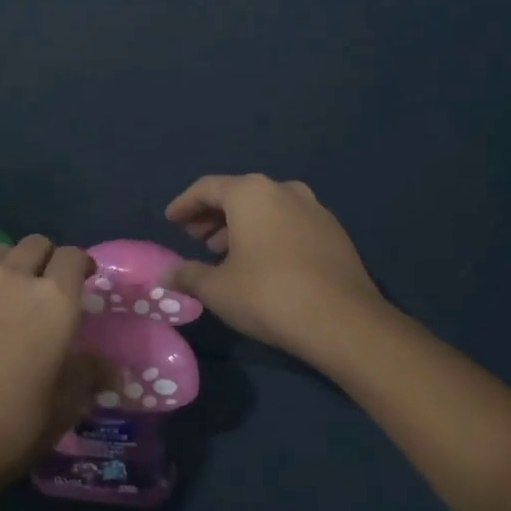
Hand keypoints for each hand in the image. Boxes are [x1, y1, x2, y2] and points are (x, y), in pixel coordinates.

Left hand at [0, 235, 108, 490]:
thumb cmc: (12, 427)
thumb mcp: (63, 408)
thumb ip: (86, 376)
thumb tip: (106, 366)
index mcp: (53, 300)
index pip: (73, 256)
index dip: (82, 264)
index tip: (85, 280)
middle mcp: (13, 280)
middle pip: (35, 244)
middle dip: (47, 258)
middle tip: (48, 287)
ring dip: (12, 265)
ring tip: (11, 294)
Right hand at [165, 174, 386, 360]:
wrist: (344, 322)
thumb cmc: (269, 295)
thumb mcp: (217, 289)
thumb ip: (187, 276)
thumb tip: (165, 275)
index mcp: (251, 193)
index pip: (207, 188)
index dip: (184, 204)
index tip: (170, 220)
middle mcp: (283, 190)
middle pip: (238, 195)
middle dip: (212, 216)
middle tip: (194, 239)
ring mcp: (314, 209)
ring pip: (266, 208)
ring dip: (241, 226)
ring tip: (224, 253)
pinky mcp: (334, 232)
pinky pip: (289, 223)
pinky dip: (268, 234)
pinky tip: (261, 263)